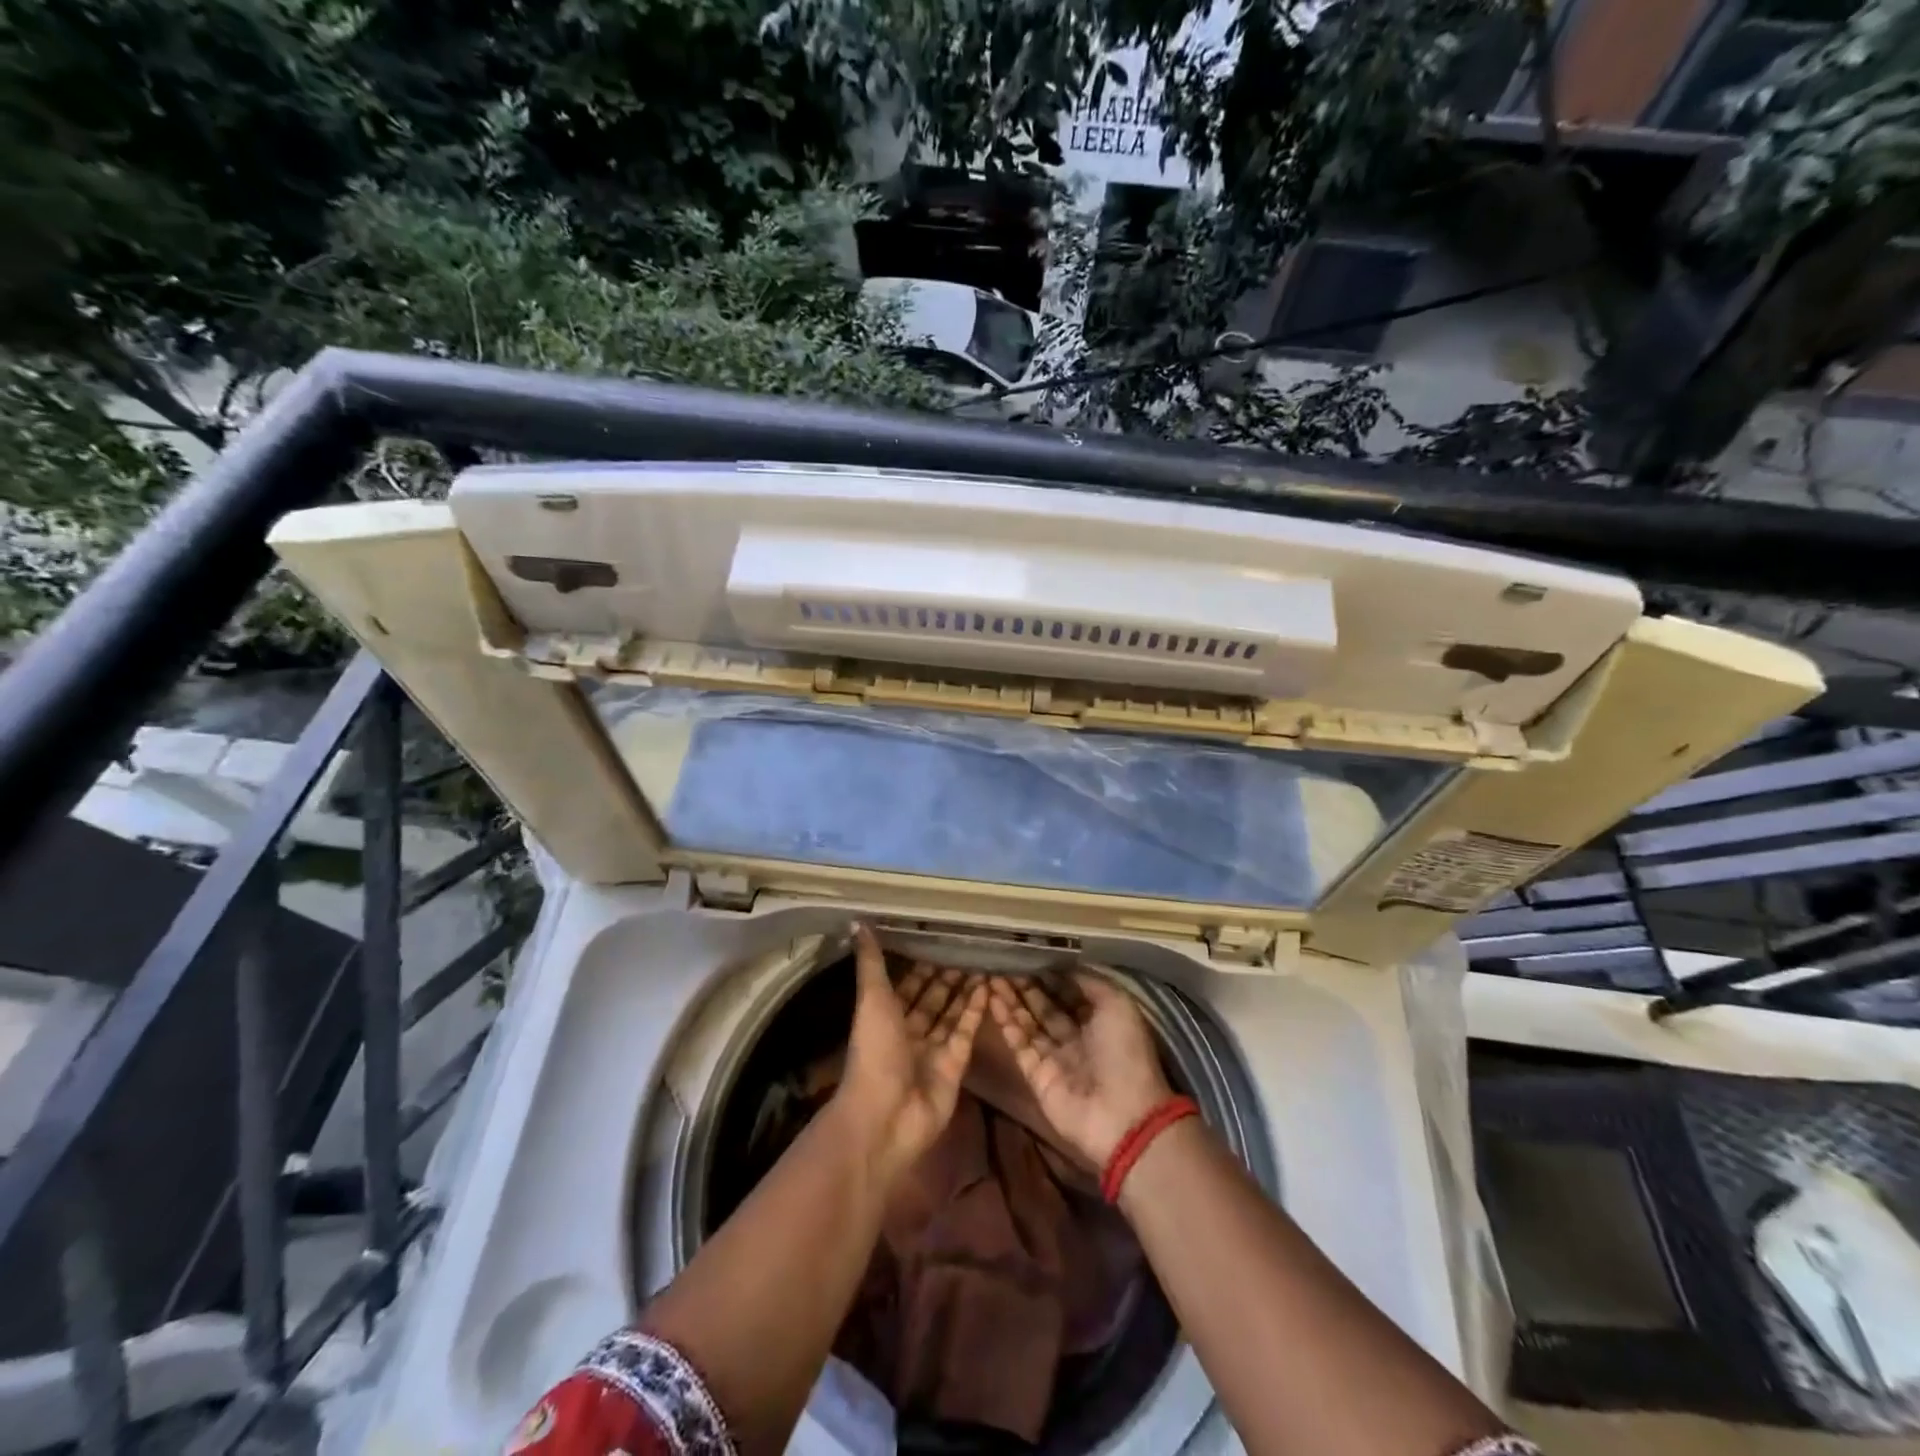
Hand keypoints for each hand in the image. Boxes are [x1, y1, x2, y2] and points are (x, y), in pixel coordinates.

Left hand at [834, 925, 987, 1182]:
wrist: (886, 1115)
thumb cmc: (875, 1052)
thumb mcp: (871, 999)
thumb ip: (871, 962)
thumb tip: (857, 922)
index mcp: (885, 1017)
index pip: (906, 986)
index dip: (920, 966)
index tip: (938, 941)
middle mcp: (909, 1033)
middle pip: (931, 1000)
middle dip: (946, 978)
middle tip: (968, 950)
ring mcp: (933, 1051)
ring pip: (951, 1014)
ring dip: (964, 991)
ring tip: (983, 964)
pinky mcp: (955, 1066)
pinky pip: (966, 1032)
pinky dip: (975, 1011)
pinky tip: (988, 987)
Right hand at [987, 970, 1173, 1169]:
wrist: (1122, 1115)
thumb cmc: (1124, 1052)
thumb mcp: (1116, 1004)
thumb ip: (1088, 982)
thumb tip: (1061, 966)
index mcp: (1098, 1021)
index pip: (1067, 992)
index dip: (1048, 974)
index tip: (1027, 954)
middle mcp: (1075, 1037)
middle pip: (1044, 1006)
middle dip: (1025, 985)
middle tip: (1002, 962)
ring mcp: (1054, 1057)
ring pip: (1027, 1022)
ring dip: (1011, 999)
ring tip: (991, 974)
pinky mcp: (1036, 1075)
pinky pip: (1018, 1043)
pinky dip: (1005, 1022)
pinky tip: (992, 999)